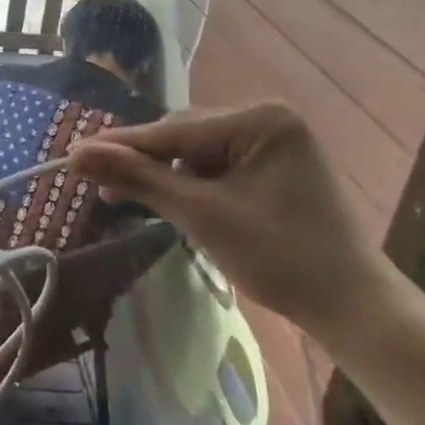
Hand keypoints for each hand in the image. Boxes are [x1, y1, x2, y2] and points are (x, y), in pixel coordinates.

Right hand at [68, 104, 392, 335]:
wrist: (351, 307)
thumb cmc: (280, 258)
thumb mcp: (201, 215)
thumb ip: (139, 180)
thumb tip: (77, 154)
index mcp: (261, 119)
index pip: (175, 131)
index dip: (121, 146)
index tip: (73, 155)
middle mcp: (268, 118)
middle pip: (184, 136)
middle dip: (145, 163)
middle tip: (100, 189)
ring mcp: (273, 141)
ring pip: (196, 151)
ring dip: (165, 174)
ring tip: (129, 199)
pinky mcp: (272, 165)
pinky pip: (216, 164)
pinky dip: (190, 184)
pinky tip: (172, 201)